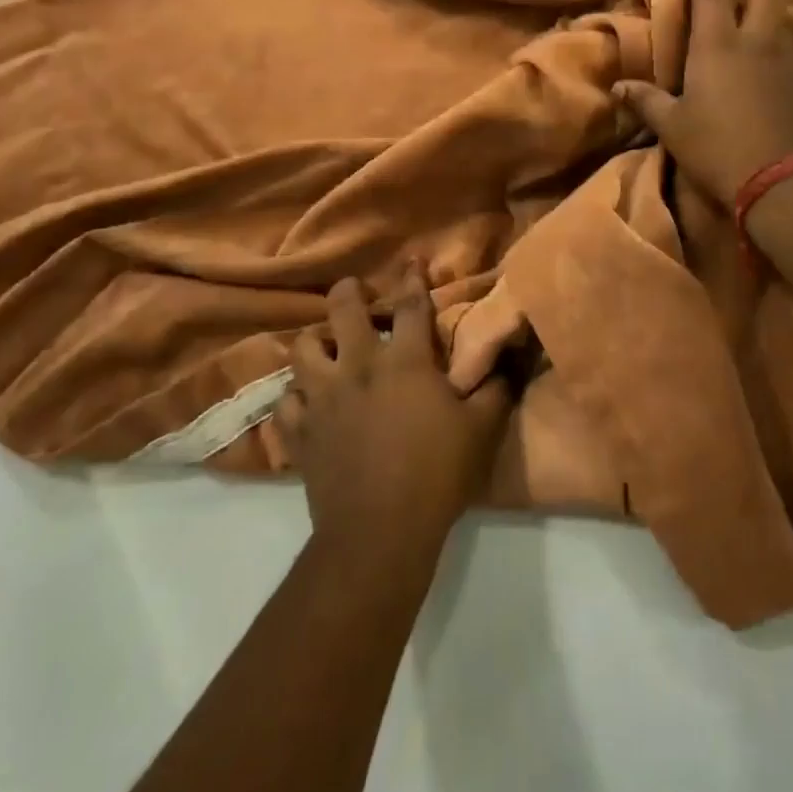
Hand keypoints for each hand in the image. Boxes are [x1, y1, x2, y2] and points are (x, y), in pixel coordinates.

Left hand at [277, 263, 510, 563]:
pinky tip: (307, 401)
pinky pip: (286, 400)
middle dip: (348, 292)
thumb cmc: (436, 475)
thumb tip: (507, 362)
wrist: (379, 532)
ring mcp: (322, 398)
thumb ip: (495, 390)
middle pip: (342, 310)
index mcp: (404, 363)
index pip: (411, 306)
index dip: (413, 278)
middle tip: (355, 293)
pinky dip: (296, 396)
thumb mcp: (481, 430)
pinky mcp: (300, 431)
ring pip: (302, 349)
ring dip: (315, 342)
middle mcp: (357, 367)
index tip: (412, 260)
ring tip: (326, 348)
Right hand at [612, 0, 792, 208]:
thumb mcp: (673, 128)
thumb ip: (646, 101)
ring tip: (745, 33)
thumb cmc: (718, 149)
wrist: (786, 182)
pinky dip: (777, 49)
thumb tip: (618, 87)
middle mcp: (758, 40)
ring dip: (763, 16)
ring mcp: (789, 58)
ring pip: (780, 18)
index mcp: (718, 44)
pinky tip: (766, 71)